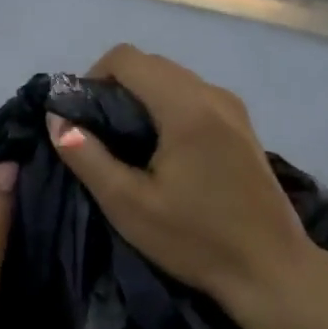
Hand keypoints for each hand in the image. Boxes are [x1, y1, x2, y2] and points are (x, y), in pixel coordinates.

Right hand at [46, 45, 327, 326]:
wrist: (271, 270)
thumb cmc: (195, 240)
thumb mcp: (127, 205)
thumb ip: (86, 156)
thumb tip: (57, 118)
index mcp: (186, 107)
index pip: (126, 58)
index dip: (92, 78)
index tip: (81, 119)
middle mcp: (213, 95)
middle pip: (151, 65)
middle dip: (114, 89)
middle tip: (97, 137)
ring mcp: (234, 109)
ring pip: (172, 80)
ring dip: (140, 100)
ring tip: (125, 148)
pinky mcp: (243, 128)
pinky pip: (193, 98)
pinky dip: (165, 110)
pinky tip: (160, 154)